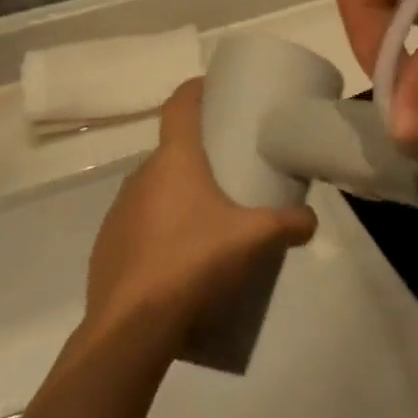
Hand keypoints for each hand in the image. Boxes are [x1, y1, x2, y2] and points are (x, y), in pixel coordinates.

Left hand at [86, 79, 318, 338]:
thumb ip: (289, 223)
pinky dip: (158, 230)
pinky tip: (178, 258)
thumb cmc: (194, 263)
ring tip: (206, 218)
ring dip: (177, 194)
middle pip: (171, 150)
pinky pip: (138, 225)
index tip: (214, 88)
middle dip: (198, 153)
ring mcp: (118, 212)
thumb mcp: (255, 240)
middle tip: (228, 169)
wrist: (132, 329)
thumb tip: (311, 220)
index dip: (196, 89)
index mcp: (174, 160)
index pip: (179, 105)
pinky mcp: (106, 247)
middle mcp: (141, 176)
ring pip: (154, 189)